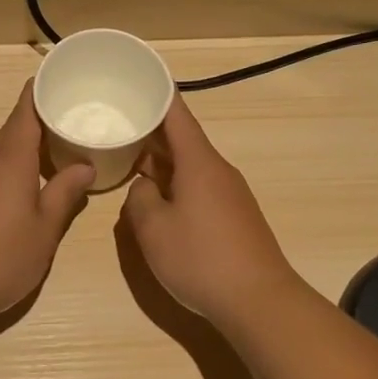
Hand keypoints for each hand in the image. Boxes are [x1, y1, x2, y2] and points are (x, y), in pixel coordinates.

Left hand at [0, 83, 96, 326]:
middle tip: (73, 122)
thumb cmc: (1, 257)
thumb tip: (85, 165)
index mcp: (9, 158)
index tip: (62, 78)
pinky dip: (10, 170)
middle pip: (14, 129)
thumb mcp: (45, 229)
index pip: (25, 109)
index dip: (41, 89)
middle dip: (41, 122)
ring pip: (1, 153)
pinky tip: (23, 190)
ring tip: (56, 155)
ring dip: (26, 149)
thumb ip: (65, 193)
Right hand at [119, 95, 302, 327]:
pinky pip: (199, 187)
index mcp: (199, 162)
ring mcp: (230, 194)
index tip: (139, 77)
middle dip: (151, 132)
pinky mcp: (235, 216)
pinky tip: (159, 200)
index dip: (157, 94)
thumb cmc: (201, 258)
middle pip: (183, 139)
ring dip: (162, 162)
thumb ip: (139, 200)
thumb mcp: (153, 229)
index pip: (176, 114)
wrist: (259, 301)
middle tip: (118, 124)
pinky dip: (176, 184)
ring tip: (130, 162)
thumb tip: (144, 189)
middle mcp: (218, 170)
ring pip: (190, 166)